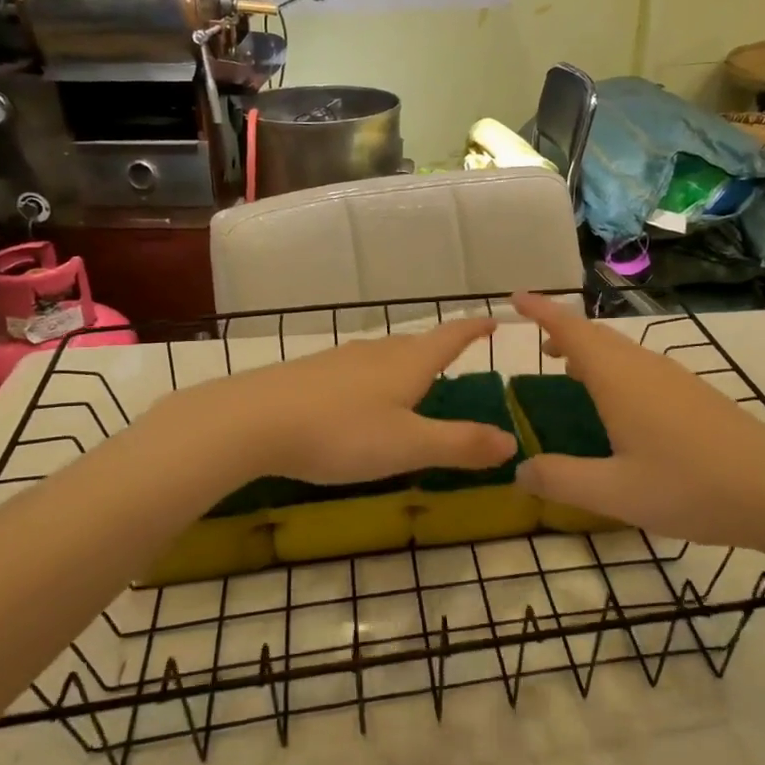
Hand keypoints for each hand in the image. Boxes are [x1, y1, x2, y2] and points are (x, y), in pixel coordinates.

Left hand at [193, 317, 517, 486]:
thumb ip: (460, 444)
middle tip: (454, 358)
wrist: (252, 421)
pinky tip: (358, 398)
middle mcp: (376, 353)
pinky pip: (355, 369)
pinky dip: (372, 378)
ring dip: (404, 362)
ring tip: (411, 379)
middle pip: (416, 343)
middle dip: (439, 348)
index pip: (451, 337)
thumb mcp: (408, 446)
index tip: (494, 319)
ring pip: (383, 355)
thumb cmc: (340, 432)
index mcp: (408, 364)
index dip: (474, 328)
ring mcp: (340, 360)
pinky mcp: (310, 374)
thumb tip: (512, 441)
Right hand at [510, 292, 764, 550]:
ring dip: (591, 351)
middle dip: (563, 331)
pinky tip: (619, 403)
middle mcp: (644, 367)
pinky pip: (641, 366)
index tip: (515, 297)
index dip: (542, 310)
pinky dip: (615, 369)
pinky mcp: (694, 394)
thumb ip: (561, 479)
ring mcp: (674, 378)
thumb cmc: (689, 487)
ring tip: (570, 370)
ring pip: (621, 350)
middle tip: (538, 342)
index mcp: (619, 378)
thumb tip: (519, 471)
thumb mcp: (615, 491)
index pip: (571, 330)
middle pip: (597, 335)